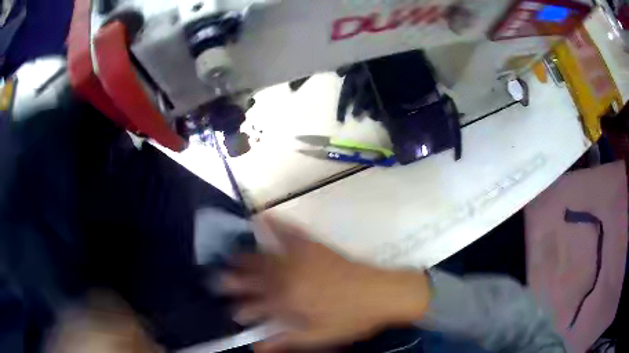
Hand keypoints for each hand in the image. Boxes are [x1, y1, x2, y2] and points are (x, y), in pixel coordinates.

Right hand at [220, 215, 430, 350]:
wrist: (381, 294)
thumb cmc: (351, 319)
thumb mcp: (318, 337)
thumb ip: (284, 340)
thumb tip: (257, 347)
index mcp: (290, 301)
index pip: (257, 305)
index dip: (243, 309)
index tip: (232, 312)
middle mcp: (289, 277)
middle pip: (255, 278)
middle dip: (235, 279)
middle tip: (217, 278)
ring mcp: (301, 258)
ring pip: (266, 257)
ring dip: (246, 256)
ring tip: (231, 254)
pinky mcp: (314, 246)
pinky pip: (290, 232)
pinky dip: (276, 223)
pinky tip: (264, 215)